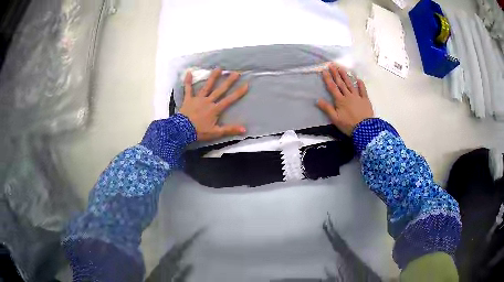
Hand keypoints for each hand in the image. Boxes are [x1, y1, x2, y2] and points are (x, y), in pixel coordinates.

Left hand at [179, 68, 247, 140]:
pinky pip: (188, 89)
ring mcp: (198, 99)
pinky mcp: (188, 99)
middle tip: (236, 73)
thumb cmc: (199, 131)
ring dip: (213, 77)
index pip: (229, 100)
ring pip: (207, 86)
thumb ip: (229, 130)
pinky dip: (188, 81)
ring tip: (219, 68)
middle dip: (229, 81)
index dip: (238, 92)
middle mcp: (208, 101)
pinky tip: (188, 72)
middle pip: (220, 90)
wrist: (182, 131)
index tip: (246, 84)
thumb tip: (244, 129)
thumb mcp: (216, 133)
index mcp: (215, 109)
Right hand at [317, 63, 373, 135]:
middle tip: (332, 65)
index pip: (332, 87)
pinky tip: (358, 79)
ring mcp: (358, 97)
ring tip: (341, 68)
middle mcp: (348, 96)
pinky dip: (361, 84)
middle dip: (336, 74)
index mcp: (340, 100)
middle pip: (341, 83)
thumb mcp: (335, 119)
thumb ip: (327, 109)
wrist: (365, 130)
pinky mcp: (365, 100)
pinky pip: (363, 90)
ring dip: (346, 76)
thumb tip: (317, 100)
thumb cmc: (349, 125)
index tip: (324, 70)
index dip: (328, 78)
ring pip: (350, 84)